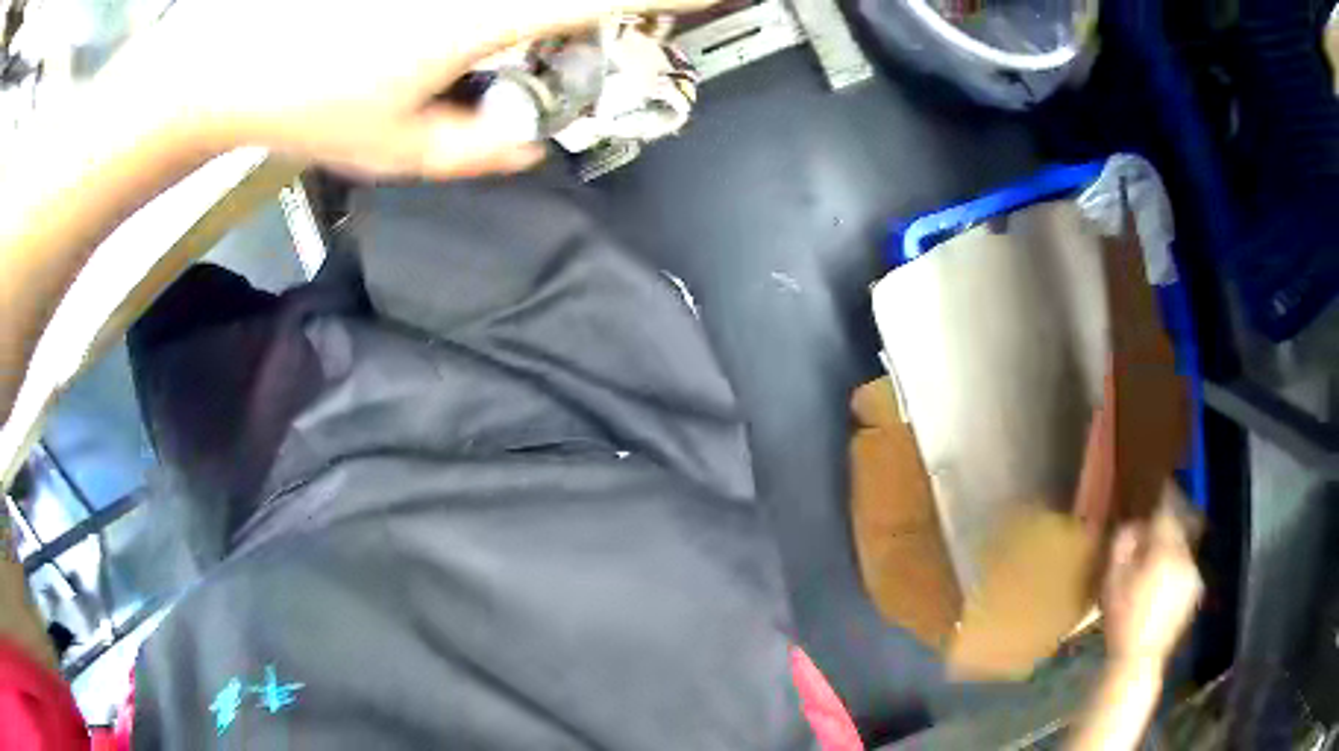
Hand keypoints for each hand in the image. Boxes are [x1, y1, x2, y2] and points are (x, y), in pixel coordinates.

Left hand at [102, 0, 712, 177]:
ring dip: (561, 15)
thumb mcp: (400, 149)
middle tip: (636, 22)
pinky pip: (502, 5)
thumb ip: (482, 152)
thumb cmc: (305, 101)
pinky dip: (516, 19)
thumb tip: (530, 142)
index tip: (715, 0)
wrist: (231, 56)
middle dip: (625, 7)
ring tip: (537, 43)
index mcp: (485, 14)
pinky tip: (491, 39)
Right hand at [1101, 486, 1202, 668]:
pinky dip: (1177, 568)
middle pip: (1179, 528)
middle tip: (1153, 527)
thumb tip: (1134, 524)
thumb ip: (1123, 546)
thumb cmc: (1122, 619)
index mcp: (1166, 549)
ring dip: (1172, 549)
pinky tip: (1163, 584)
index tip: (1159, 484)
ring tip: (1156, 561)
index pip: (1167, 510)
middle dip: (1167, 526)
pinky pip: (1187, 568)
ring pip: (1184, 549)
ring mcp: (1194, 575)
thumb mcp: (1112, 582)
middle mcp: (1186, 556)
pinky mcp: (1195, 592)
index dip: (1163, 495)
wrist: (1140, 659)